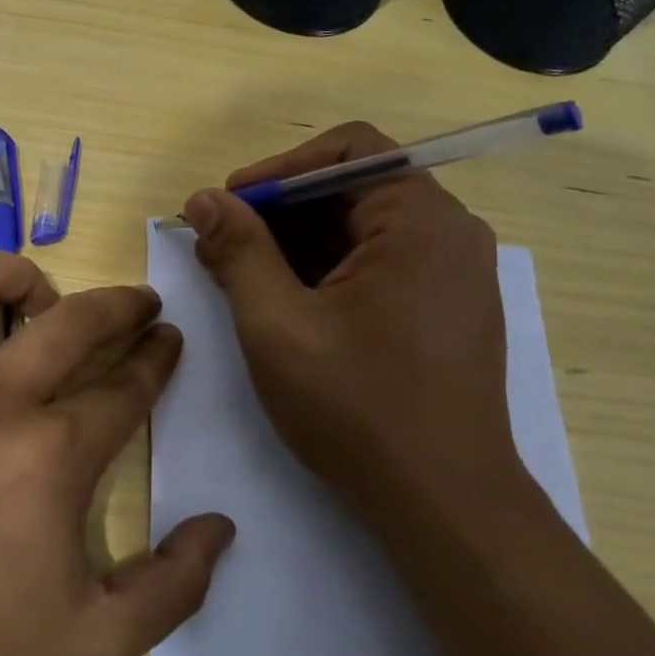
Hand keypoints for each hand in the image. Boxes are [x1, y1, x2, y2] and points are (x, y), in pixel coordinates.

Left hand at [0, 253, 234, 655]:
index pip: (126, 385)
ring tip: (38, 303)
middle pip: (74, 321)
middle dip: (122, 304)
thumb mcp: (92, 646)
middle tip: (138, 303)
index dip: (157, 356)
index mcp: (49, 457)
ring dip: (24, 278)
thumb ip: (173, 588)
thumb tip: (220, 526)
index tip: (167, 338)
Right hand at [180, 122, 520, 518]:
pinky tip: (282, 303)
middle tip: (218, 246)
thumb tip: (204, 199)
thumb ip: (238, 251)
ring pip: (359, 230)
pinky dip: (324, 271)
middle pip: (351, 189)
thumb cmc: (357, 408)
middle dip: (278, 212)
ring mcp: (450, 273)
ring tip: (238, 277)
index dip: (278, 170)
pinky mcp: (443, 309)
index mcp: (420, 221)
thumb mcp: (277, 325)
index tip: (227, 206)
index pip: (347, 151)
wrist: (443, 504)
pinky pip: (376, 264)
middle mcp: (447, 233)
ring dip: (295, 244)